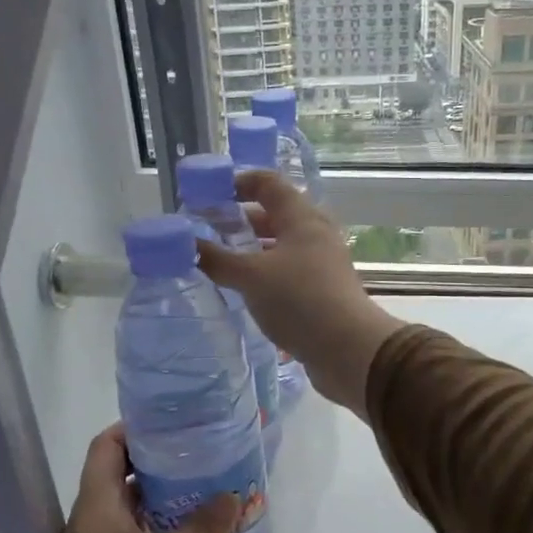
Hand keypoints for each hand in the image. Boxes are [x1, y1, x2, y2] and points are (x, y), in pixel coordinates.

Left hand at [0, 427, 237, 532]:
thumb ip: (199, 530)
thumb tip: (236, 495)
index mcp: (97, 508)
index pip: (108, 447)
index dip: (136, 427)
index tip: (178, 418)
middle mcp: (100, 527)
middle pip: (130, 479)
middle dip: (169, 463)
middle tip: (215, 452)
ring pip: (145, 516)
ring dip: (178, 503)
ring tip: (222, 490)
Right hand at [196, 170, 403, 417]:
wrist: (348, 349)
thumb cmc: (299, 301)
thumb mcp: (251, 277)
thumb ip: (216, 258)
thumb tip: (185, 242)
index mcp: (302, 218)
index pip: (268, 183)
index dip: (237, 182)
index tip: (207, 195)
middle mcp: (315, 234)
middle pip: (275, 214)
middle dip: (240, 220)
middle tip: (207, 231)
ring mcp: (322, 264)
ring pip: (281, 246)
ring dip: (252, 250)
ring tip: (219, 262)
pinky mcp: (323, 291)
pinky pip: (288, 272)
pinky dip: (265, 274)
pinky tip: (245, 290)